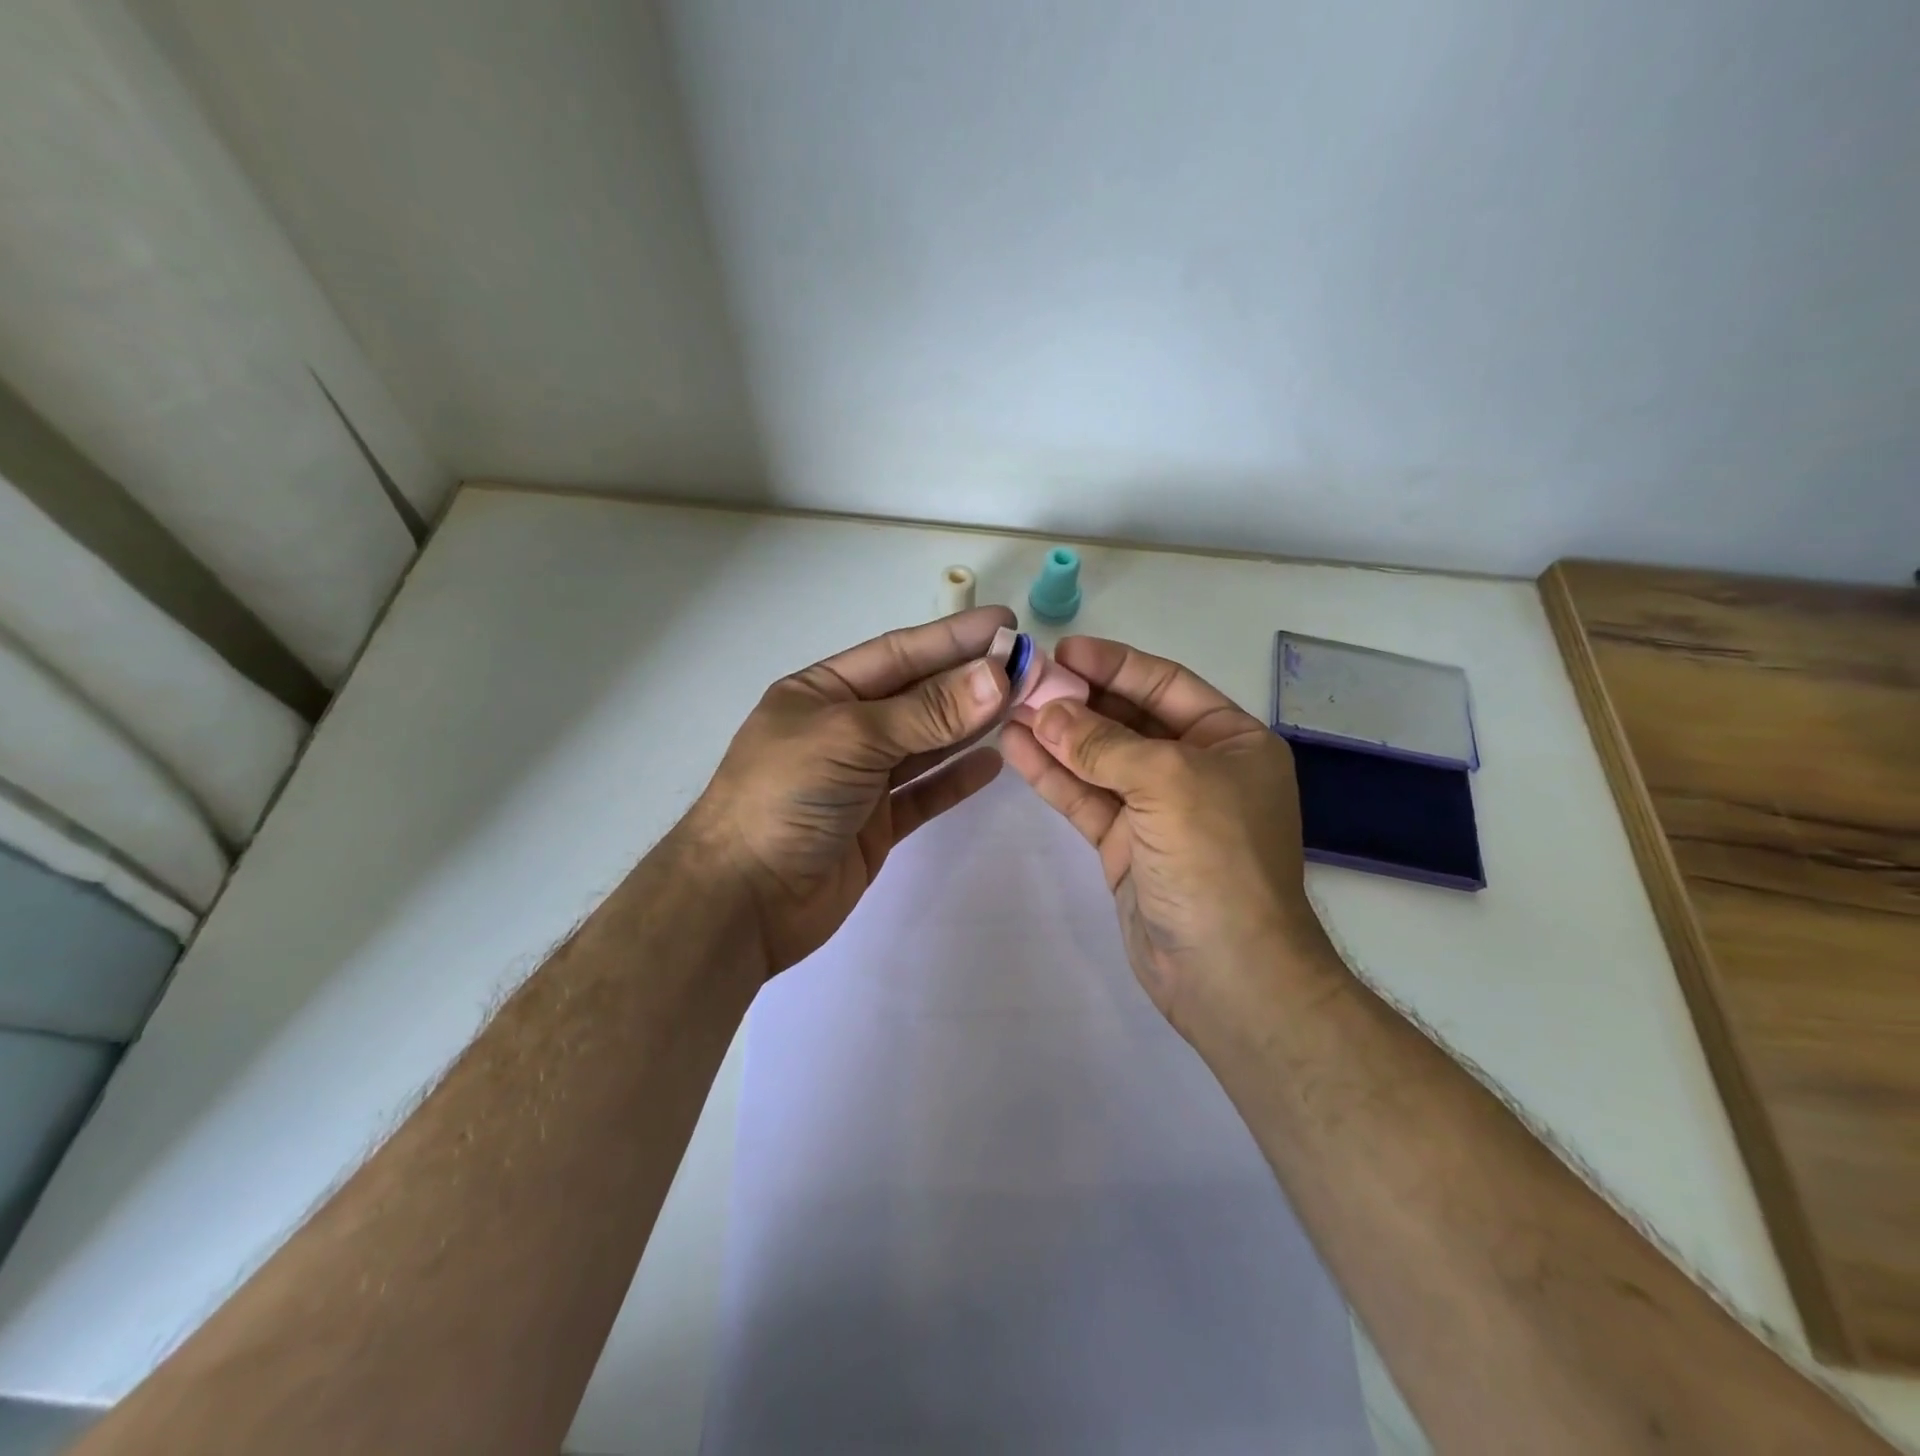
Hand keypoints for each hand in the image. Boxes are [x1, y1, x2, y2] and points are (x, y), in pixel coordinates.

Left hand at [681, 607, 1014, 972]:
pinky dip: (955, 780)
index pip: (898, 655)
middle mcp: (843, 730)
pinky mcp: (875, 825)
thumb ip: (927, 711)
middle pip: (918, 697)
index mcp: (823, 693)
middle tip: (1030, 667)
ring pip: (925, 744)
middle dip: (971, 681)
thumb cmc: (785, 797)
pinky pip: (923, 793)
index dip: (953, 638)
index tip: (1006, 624)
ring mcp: (860, 780)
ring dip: (970, 726)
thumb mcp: (852, 738)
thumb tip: (998, 675)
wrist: (743, 899)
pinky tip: (993, 764)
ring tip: (1022, 707)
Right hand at [1000, 637, 1333, 1039]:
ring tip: (1008, 708)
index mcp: (1230, 742)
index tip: (1064, 650)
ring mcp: (1158, 811)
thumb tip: (1045, 714)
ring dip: (1057, 736)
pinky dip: (1054, 775)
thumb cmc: (1216, 858)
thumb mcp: (1167, 781)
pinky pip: (1086, 799)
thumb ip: (1102, 743)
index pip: (1166, 685)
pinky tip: (1017, 749)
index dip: (1115, 664)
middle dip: (1078, 700)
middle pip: (1128, 720)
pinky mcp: (1125, 846)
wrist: (1227, 972)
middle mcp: (1196, 769)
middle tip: (1025, 680)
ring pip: (1099, 761)